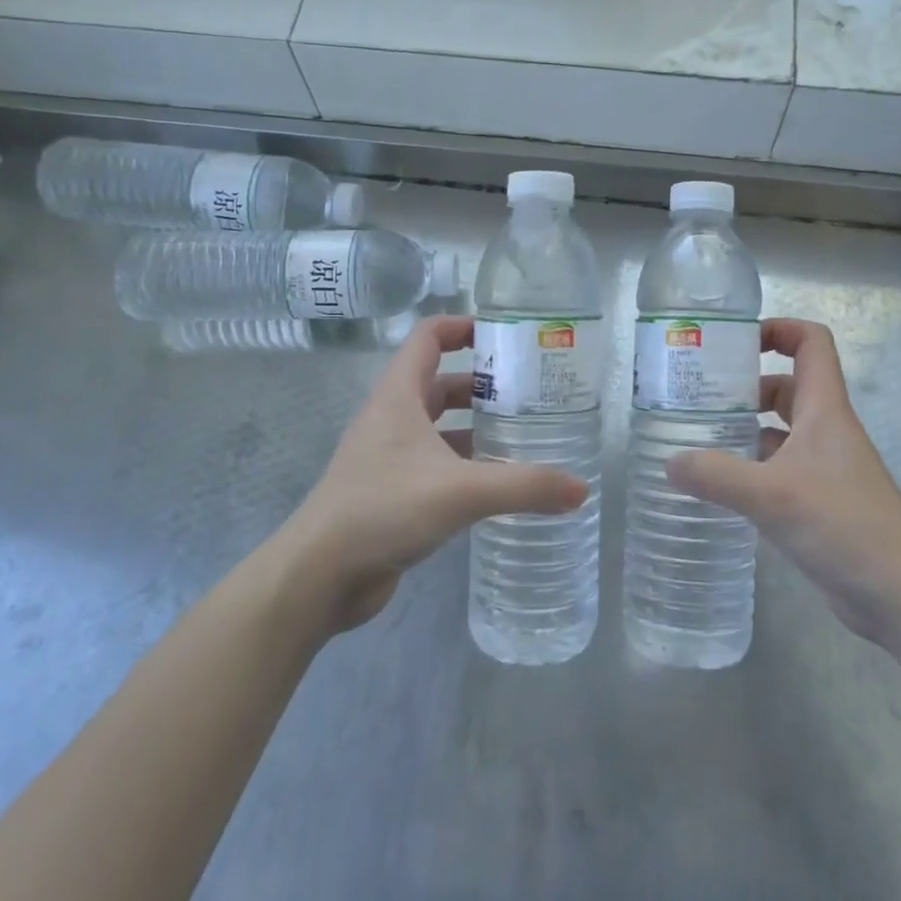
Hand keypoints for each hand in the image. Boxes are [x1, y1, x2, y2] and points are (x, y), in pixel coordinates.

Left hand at [277, 315, 588, 631]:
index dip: (464, 326)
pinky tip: (498, 482)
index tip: (507, 335)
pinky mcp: (393, 491)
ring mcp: (390, 456)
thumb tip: (581, 489)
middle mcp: (392, 418)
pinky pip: (437, 464)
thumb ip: (524, 486)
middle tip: (532, 392)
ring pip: (440, 427)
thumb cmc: (383, 509)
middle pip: (441, 381)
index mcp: (399, 396)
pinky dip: (466, 464)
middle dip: (484, 382)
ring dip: (477, 426)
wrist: (320, 575)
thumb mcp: (461, 491)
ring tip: (525, 434)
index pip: (429, 337)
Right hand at [667, 319, 900, 640]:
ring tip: (696, 441)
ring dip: (743, 431)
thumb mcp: (772, 496)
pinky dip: (750, 470)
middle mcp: (826, 431)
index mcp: (824, 410)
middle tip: (696, 399)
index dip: (778, 329)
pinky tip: (719, 487)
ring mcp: (824, 469)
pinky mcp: (819, 503)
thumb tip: (670, 462)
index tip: (733, 343)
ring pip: (779, 432)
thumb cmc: (844, 527)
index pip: (811, 343)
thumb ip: (716, 476)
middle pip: (785, 387)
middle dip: (744, 387)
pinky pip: (778, 471)